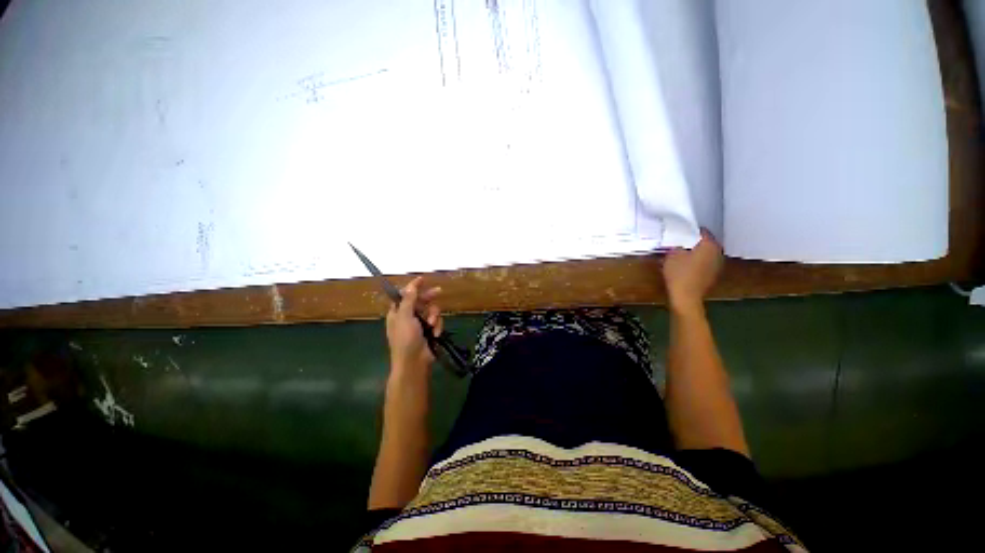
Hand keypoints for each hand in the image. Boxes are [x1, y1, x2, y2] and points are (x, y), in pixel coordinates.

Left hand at [386, 277, 442, 372]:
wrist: (414, 363)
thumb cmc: (405, 339)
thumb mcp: (405, 317)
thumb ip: (408, 300)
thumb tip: (410, 286)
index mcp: (397, 313)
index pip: (405, 296)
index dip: (413, 287)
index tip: (422, 279)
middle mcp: (408, 317)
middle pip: (420, 301)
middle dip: (429, 298)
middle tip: (439, 291)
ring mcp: (420, 325)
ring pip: (431, 311)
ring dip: (433, 316)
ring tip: (431, 325)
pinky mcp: (430, 331)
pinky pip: (437, 321)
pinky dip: (437, 326)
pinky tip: (435, 334)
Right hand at [663, 229, 722, 314]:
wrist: (686, 297)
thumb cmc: (679, 274)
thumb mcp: (671, 255)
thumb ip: (676, 246)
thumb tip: (678, 245)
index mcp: (709, 245)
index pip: (702, 231)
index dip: (690, 230)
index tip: (680, 232)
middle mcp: (717, 253)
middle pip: (705, 243)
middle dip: (694, 243)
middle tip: (680, 243)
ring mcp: (717, 266)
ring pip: (705, 254)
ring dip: (695, 253)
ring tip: (681, 255)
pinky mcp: (712, 276)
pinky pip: (704, 264)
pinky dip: (696, 263)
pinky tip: (685, 267)